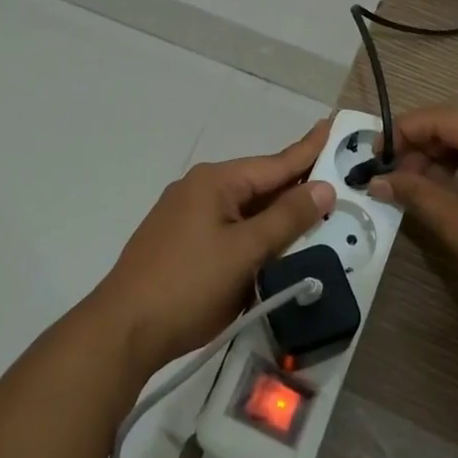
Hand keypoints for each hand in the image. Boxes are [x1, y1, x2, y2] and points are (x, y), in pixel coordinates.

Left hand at [89, 119, 337, 375]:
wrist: (122, 330)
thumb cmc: (188, 285)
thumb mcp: (245, 252)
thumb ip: (286, 218)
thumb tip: (322, 187)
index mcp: (215, 181)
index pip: (275, 163)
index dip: (308, 149)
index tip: (332, 126)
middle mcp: (199, 189)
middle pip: (259, 185)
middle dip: (295, 187)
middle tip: (335, 182)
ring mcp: (185, 216)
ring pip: (244, 210)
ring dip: (275, 215)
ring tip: (312, 214)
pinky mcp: (180, 242)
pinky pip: (228, 228)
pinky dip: (254, 234)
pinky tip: (271, 246)